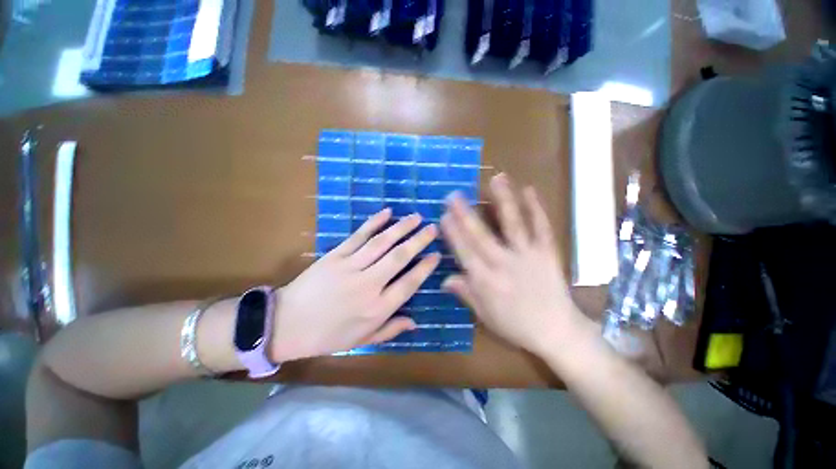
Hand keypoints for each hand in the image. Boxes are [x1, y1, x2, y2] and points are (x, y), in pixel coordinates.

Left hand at [271, 209, 439, 361]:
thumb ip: (390, 330)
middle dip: (418, 240)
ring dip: (401, 228)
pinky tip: (386, 212)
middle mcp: (368, 285)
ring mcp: (351, 267)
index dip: (425, 268)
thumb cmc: (327, 336)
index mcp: (377, 308)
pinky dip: (373, 223)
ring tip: (416, 217)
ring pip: (382, 243)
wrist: (285, 325)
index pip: (409, 283)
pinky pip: (358, 236)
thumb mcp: (362, 341)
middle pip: (399, 257)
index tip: (436, 254)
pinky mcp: (335, 255)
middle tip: (432, 228)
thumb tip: (415, 322)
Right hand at [441, 174, 591, 355]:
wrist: (557, 332)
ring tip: (496, 178)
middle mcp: (503, 264)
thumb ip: (465, 293)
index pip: (464, 252)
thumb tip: (444, 279)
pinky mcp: (547, 252)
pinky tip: (530, 190)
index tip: (443, 215)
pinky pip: (541, 228)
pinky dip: (536, 208)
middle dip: (465, 214)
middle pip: (481, 235)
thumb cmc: (516, 325)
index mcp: (486, 281)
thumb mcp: (485, 315)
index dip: (452, 233)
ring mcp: (527, 255)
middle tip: (454, 195)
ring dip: (503, 200)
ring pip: (512, 224)